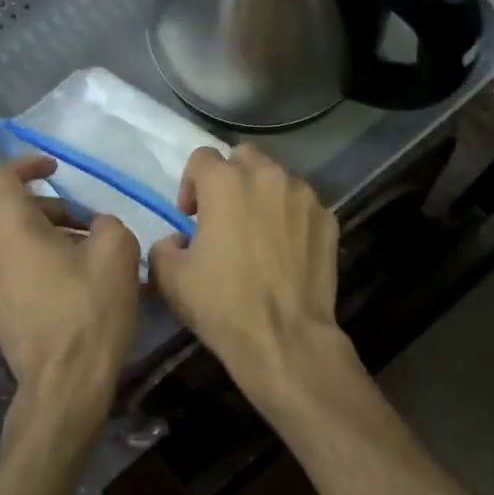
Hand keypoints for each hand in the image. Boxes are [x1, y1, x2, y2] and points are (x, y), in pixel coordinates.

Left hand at [0, 156, 139, 434]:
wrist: (64, 384)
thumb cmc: (90, 311)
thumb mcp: (118, 252)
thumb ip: (106, 222)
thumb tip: (96, 226)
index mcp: (9, 229)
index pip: (3, 176)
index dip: (29, 164)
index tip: (56, 167)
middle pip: (14, 212)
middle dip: (54, 210)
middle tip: (92, 227)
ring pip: (13, 243)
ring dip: (47, 238)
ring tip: (86, 258)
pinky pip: (12, 270)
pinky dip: (37, 264)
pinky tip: (70, 286)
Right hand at [148, 145, 341, 389]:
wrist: (284, 337)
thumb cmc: (222, 304)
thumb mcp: (171, 278)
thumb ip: (164, 246)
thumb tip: (178, 240)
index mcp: (225, 182)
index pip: (201, 158)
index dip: (190, 184)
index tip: (190, 216)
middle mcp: (268, 176)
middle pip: (244, 157)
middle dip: (231, 178)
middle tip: (225, 215)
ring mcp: (304, 196)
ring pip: (278, 179)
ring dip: (263, 196)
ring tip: (259, 232)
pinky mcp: (328, 219)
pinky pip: (303, 206)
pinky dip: (291, 217)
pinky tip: (286, 250)